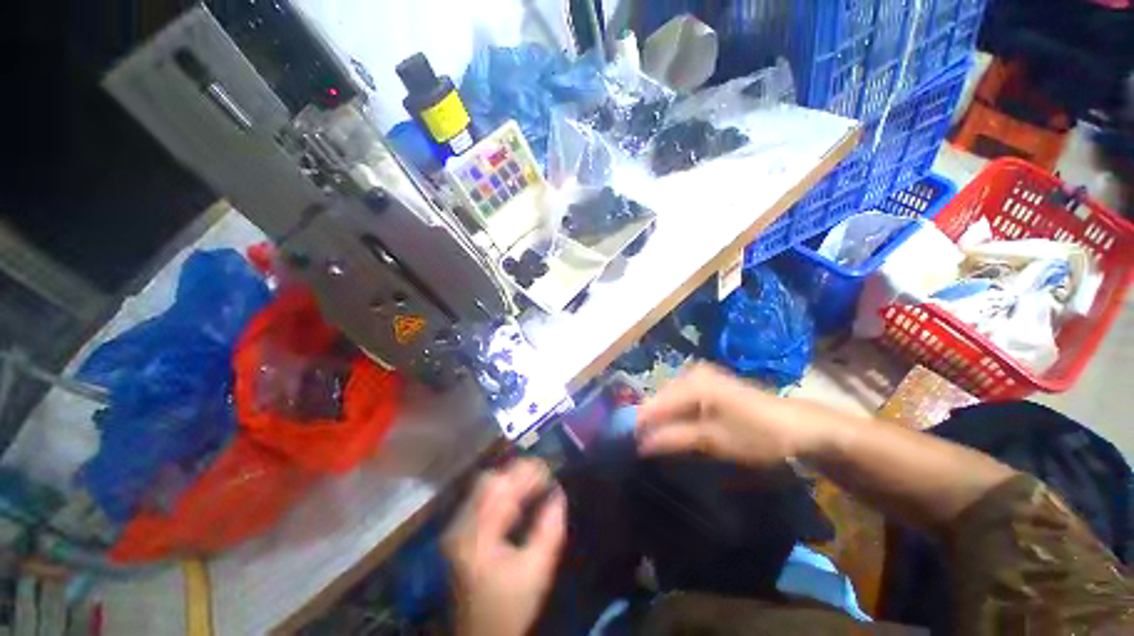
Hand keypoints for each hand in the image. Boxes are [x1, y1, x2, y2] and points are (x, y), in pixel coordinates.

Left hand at [443, 459, 565, 635]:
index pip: (499, 487)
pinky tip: (519, 497)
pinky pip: (482, 499)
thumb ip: (550, 530)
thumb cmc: (510, 607)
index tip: (549, 470)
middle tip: (543, 474)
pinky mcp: (460, 532)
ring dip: (510, 480)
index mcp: (476, 536)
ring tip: (535, 482)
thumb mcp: (537, 571)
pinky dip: (503, 492)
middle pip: (488, 482)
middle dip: (518, 473)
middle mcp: (460, 526)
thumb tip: (558, 493)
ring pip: (484, 488)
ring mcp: (457, 529)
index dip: (525, 473)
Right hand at [635, 363, 827, 465]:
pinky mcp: (707, 383)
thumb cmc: (756, 434)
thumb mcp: (713, 440)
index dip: (640, 424)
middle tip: (643, 446)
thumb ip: (673, 439)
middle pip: (660, 399)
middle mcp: (691, 373)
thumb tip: (641, 444)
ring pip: (669, 400)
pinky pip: (681, 399)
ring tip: (655, 441)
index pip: (654, 404)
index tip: (629, 444)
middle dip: (651, 422)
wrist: (797, 426)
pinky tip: (675, 429)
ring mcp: (699, 376)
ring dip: (663, 420)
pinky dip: (676, 415)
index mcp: (692, 383)